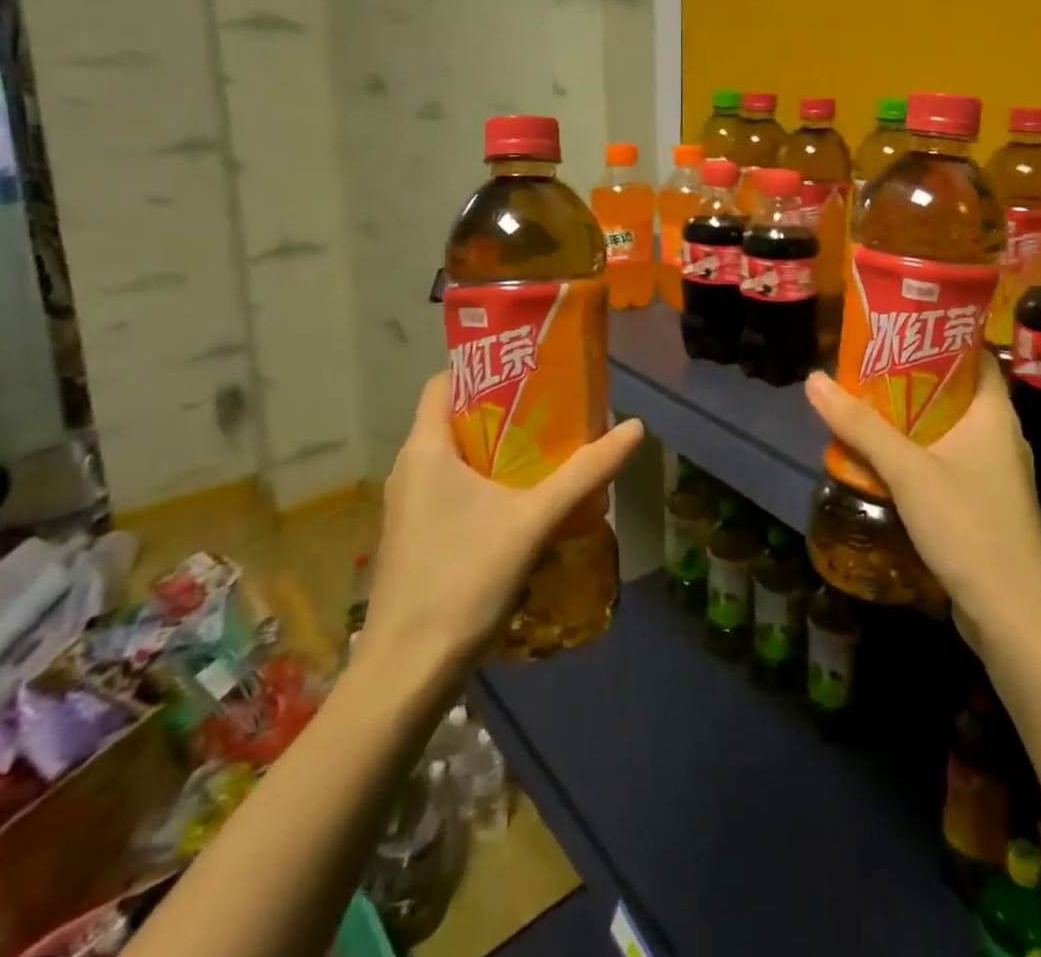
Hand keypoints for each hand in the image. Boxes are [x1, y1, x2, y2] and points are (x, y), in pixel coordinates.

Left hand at [355, 374, 644, 681]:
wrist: (406, 672)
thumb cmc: (463, 579)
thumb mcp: (534, 520)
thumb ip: (585, 473)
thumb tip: (635, 428)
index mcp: (426, 450)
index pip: (444, 382)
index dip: (484, 367)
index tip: (530, 367)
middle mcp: (409, 469)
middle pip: (455, 418)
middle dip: (504, 410)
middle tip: (554, 407)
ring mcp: (408, 506)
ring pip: (456, 457)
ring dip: (498, 450)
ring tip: (549, 449)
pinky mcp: (416, 535)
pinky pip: (452, 488)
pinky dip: (486, 481)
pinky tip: (523, 501)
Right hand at [804, 360, 1040, 644]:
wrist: (1013, 614)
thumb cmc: (968, 525)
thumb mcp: (907, 470)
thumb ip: (861, 426)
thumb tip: (814, 380)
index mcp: (995, 414)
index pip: (975, 356)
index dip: (940, 338)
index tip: (898, 330)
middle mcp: (1001, 436)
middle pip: (956, 392)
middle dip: (913, 380)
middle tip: (868, 368)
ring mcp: (996, 473)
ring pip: (950, 430)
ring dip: (912, 420)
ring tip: (867, 408)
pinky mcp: (986, 504)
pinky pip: (949, 462)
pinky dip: (920, 454)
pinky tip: (886, 461)